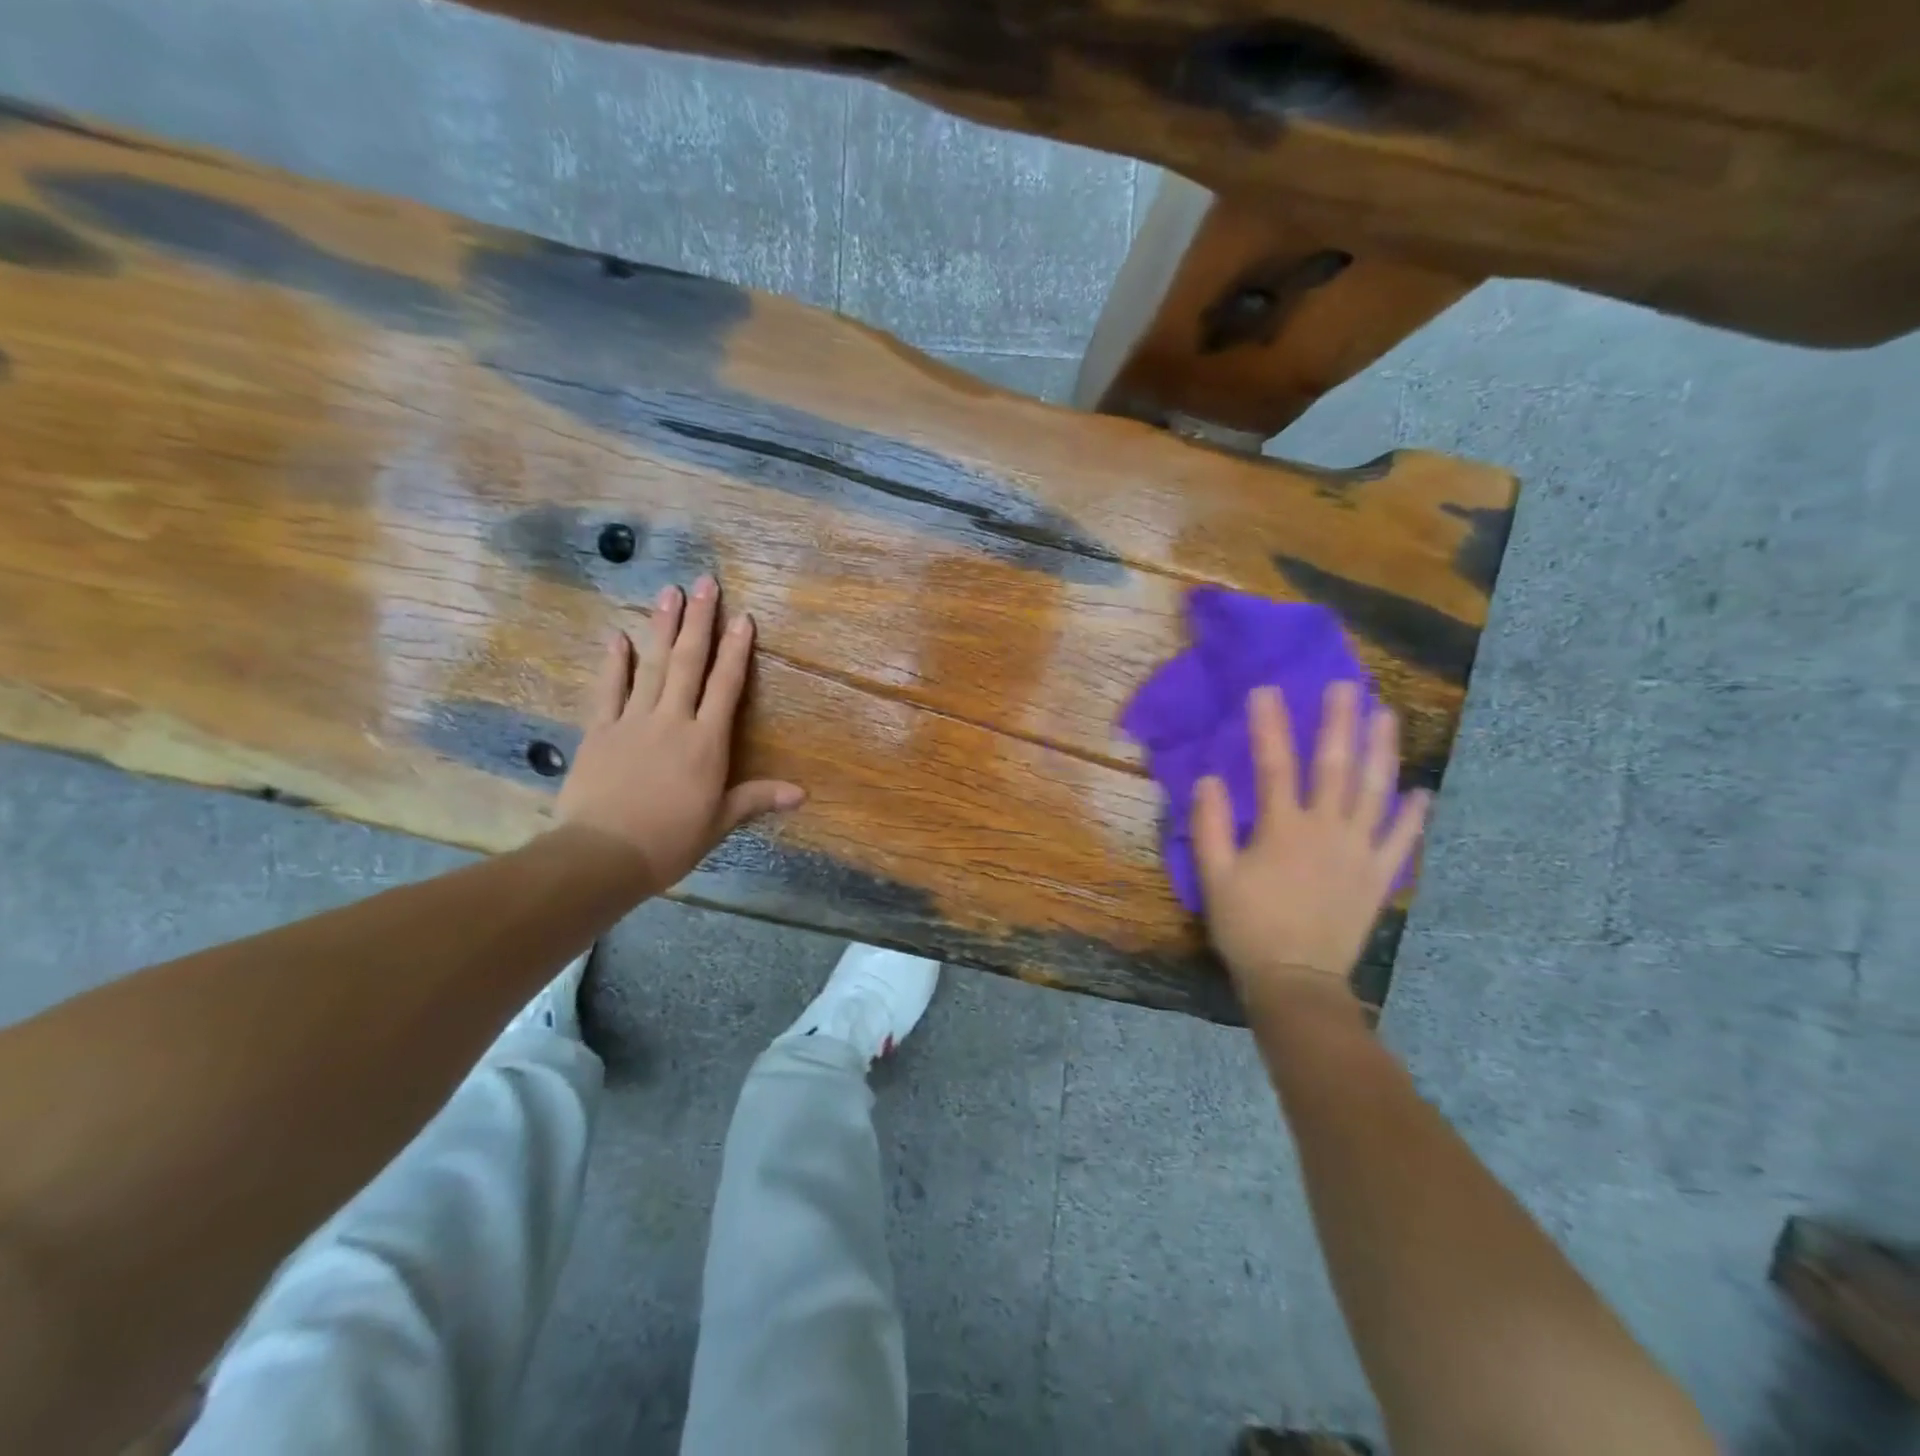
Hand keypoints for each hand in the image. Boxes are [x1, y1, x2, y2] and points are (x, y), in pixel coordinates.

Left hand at [555, 575, 803, 892]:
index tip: (742, 618)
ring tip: (668, 592)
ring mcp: (633, 721)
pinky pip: (609, 689)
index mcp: (706, 742)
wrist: (602, 855)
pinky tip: (618, 636)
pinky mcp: (600, 731)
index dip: (736, 651)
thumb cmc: (669, 841)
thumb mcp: (719, 822)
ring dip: (662, 627)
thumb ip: (757, 798)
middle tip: (704, 583)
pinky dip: (614, 662)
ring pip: (651, 666)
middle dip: (699, 621)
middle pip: (689, 663)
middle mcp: (672, 721)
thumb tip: (803, 793)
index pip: (725, 687)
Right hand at [1193, 681, 1428, 1005]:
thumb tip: (1210, 779)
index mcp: (1283, 829)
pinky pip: (1402, 840)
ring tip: (1386, 716)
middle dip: (1339, 723)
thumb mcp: (1214, 877)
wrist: (1296, 980)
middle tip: (1346, 686)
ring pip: (1375, 792)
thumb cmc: (1248, 927)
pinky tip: (1422, 790)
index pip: (1274, 765)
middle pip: (1335, 767)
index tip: (1266, 690)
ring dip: (1382, 751)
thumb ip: (1210, 826)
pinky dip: (1414, 814)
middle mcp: (1327, 831)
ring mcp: (1360, 852)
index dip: (1269, 726)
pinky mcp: (1379, 876)